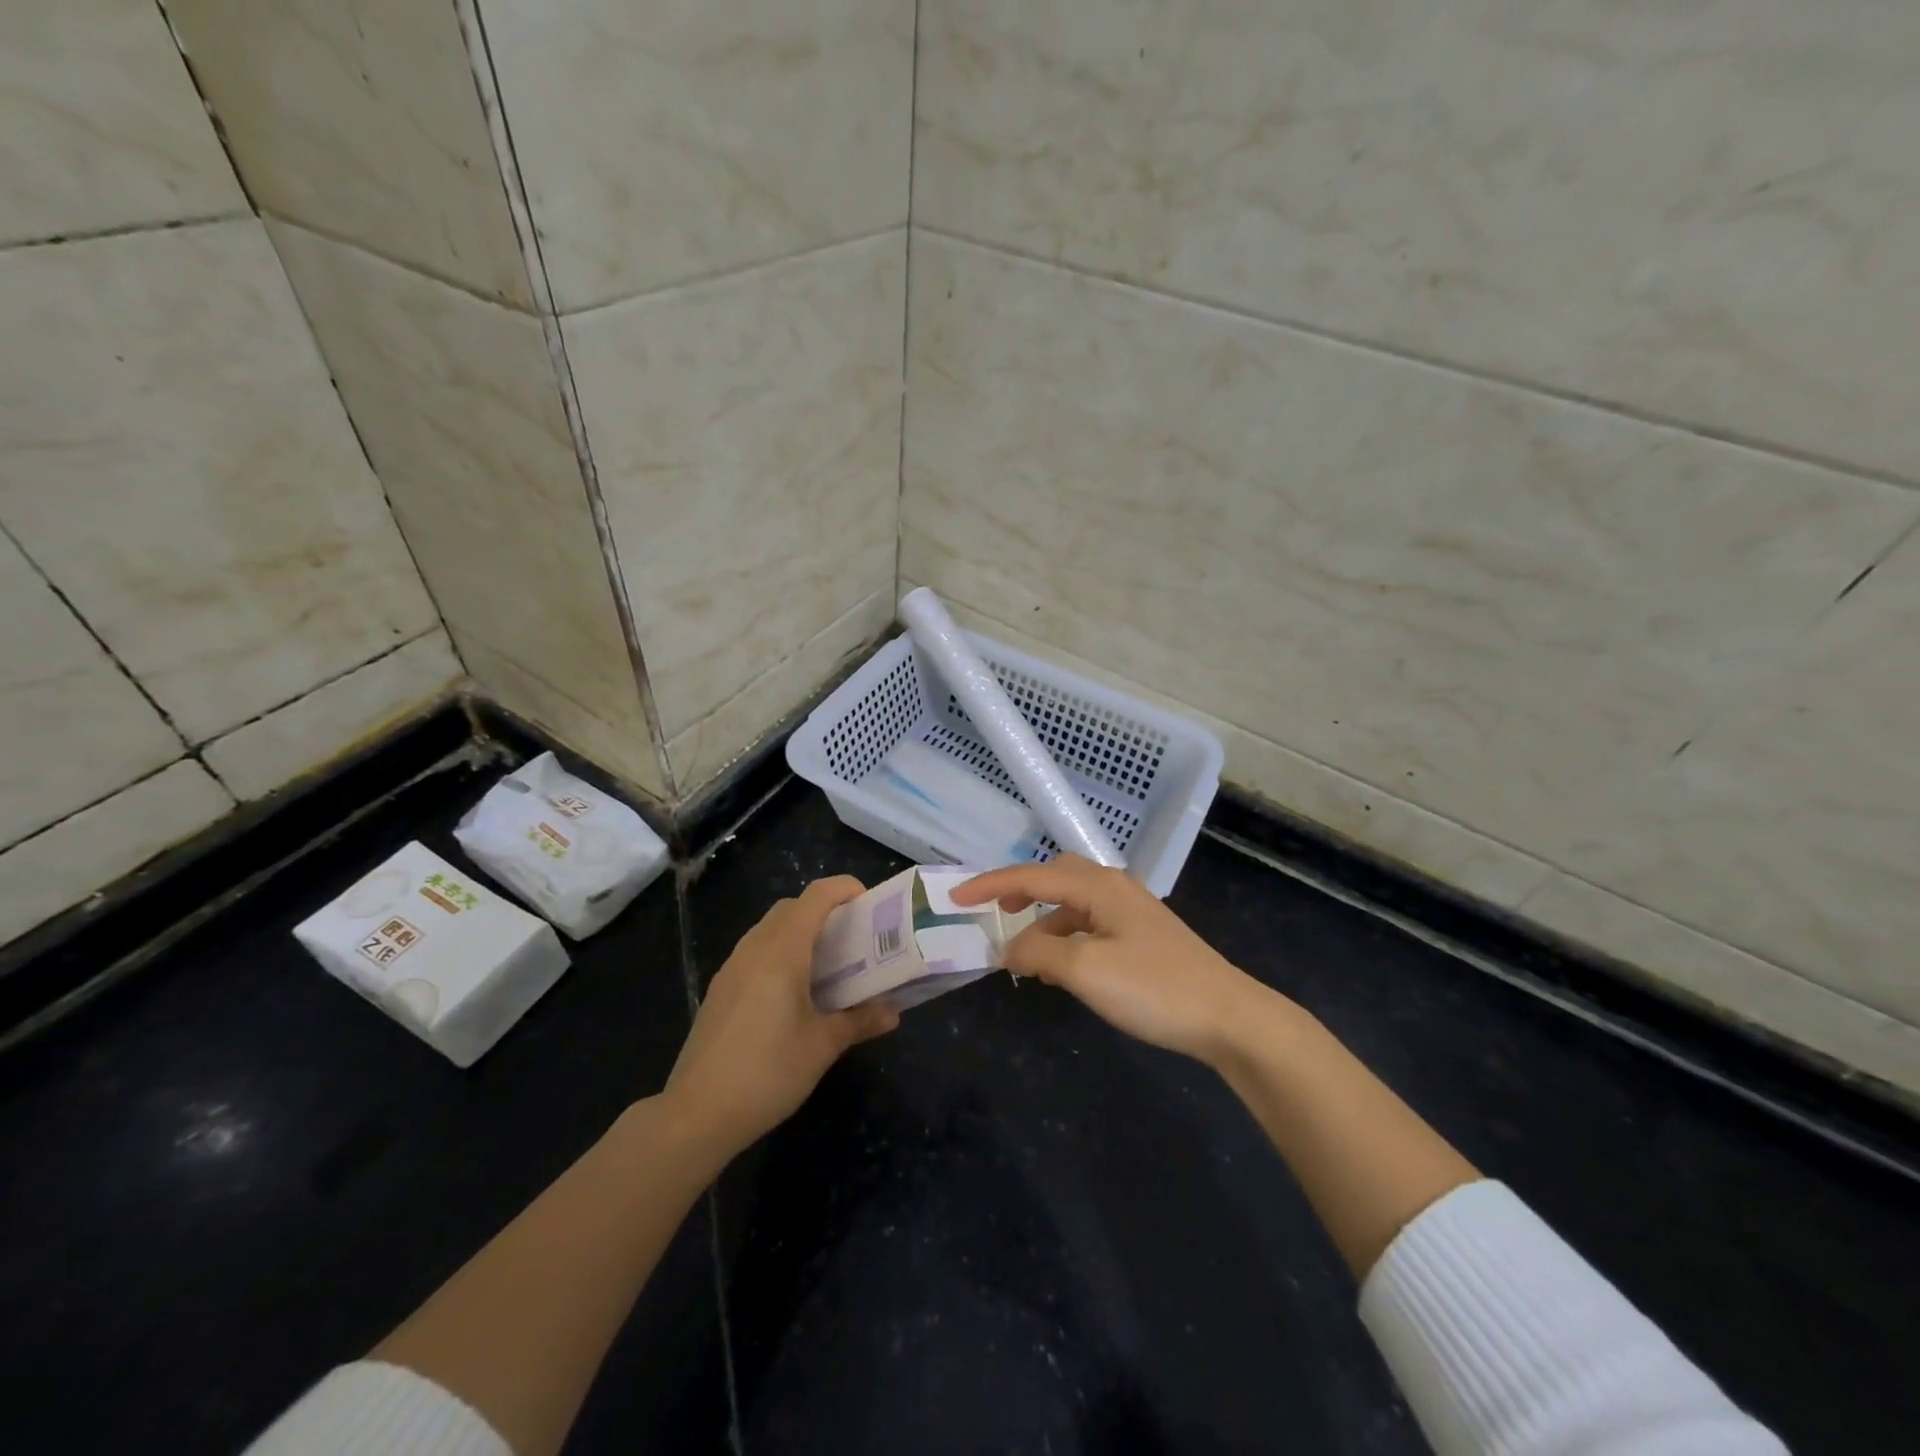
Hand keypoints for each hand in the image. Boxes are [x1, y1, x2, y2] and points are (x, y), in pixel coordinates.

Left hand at [664, 876, 898, 1155]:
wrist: (696, 1114)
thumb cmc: (768, 1072)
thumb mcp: (823, 1046)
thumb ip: (860, 1021)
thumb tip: (894, 1012)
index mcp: (782, 951)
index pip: (816, 896)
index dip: (845, 889)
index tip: (871, 904)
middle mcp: (754, 948)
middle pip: (792, 907)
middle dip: (825, 911)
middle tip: (855, 938)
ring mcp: (732, 968)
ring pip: (770, 929)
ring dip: (800, 932)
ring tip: (829, 965)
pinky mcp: (720, 990)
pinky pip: (756, 952)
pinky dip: (780, 953)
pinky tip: (795, 993)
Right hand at [953, 855, 1272, 1065]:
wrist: (1229, 1017)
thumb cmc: (1153, 988)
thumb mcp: (1084, 970)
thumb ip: (1038, 953)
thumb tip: (1006, 948)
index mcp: (1098, 886)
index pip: (1031, 875)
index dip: (989, 885)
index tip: (954, 898)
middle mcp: (1114, 888)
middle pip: (1055, 876)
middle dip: (1020, 892)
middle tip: (994, 915)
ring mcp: (1132, 912)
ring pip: (1073, 904)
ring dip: (1044, 923)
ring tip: (1027, 961)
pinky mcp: (1143, 937)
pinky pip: (1090, 925)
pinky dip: (1067, 939)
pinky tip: (1064, 971)